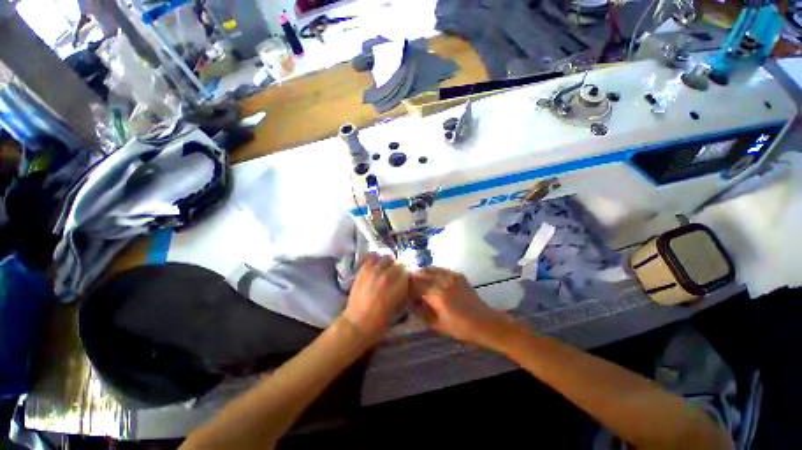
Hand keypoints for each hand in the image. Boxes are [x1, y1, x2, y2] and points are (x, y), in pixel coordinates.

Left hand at [341, 253, 408, 342]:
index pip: (408, 270)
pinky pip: (372, 257)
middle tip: (398, 274)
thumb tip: (407, 280)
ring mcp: (374, 270)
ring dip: (389, 262)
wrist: (357, 323)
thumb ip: (405, 290)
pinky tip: (377, 265)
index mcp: (398, 286)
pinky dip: (376, 259)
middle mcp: (388, 275)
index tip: (407, 277)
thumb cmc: (381, 321)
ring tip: (387, 268)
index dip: (408, 274)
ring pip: (387, 257)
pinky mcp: (363, 270)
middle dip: (400, 267)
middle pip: (399, 262)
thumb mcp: (400, 307)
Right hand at [411, 267, 514, 349]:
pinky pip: (440, 269)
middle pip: (421, 275)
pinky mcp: (458, 275)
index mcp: (437, 295)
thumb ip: (420, 311)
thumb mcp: (436, 325)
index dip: (406, 287)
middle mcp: (443, 282)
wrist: (485, 322)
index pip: (415, 286)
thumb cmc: (460, 328)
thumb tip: (409, 301)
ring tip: (414, 277)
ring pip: (430, 269)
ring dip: (421, 272)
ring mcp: (451, 276)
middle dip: (411, 277)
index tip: (401, 291)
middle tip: (404, 282)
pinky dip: (432, 271)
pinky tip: (429, 276)